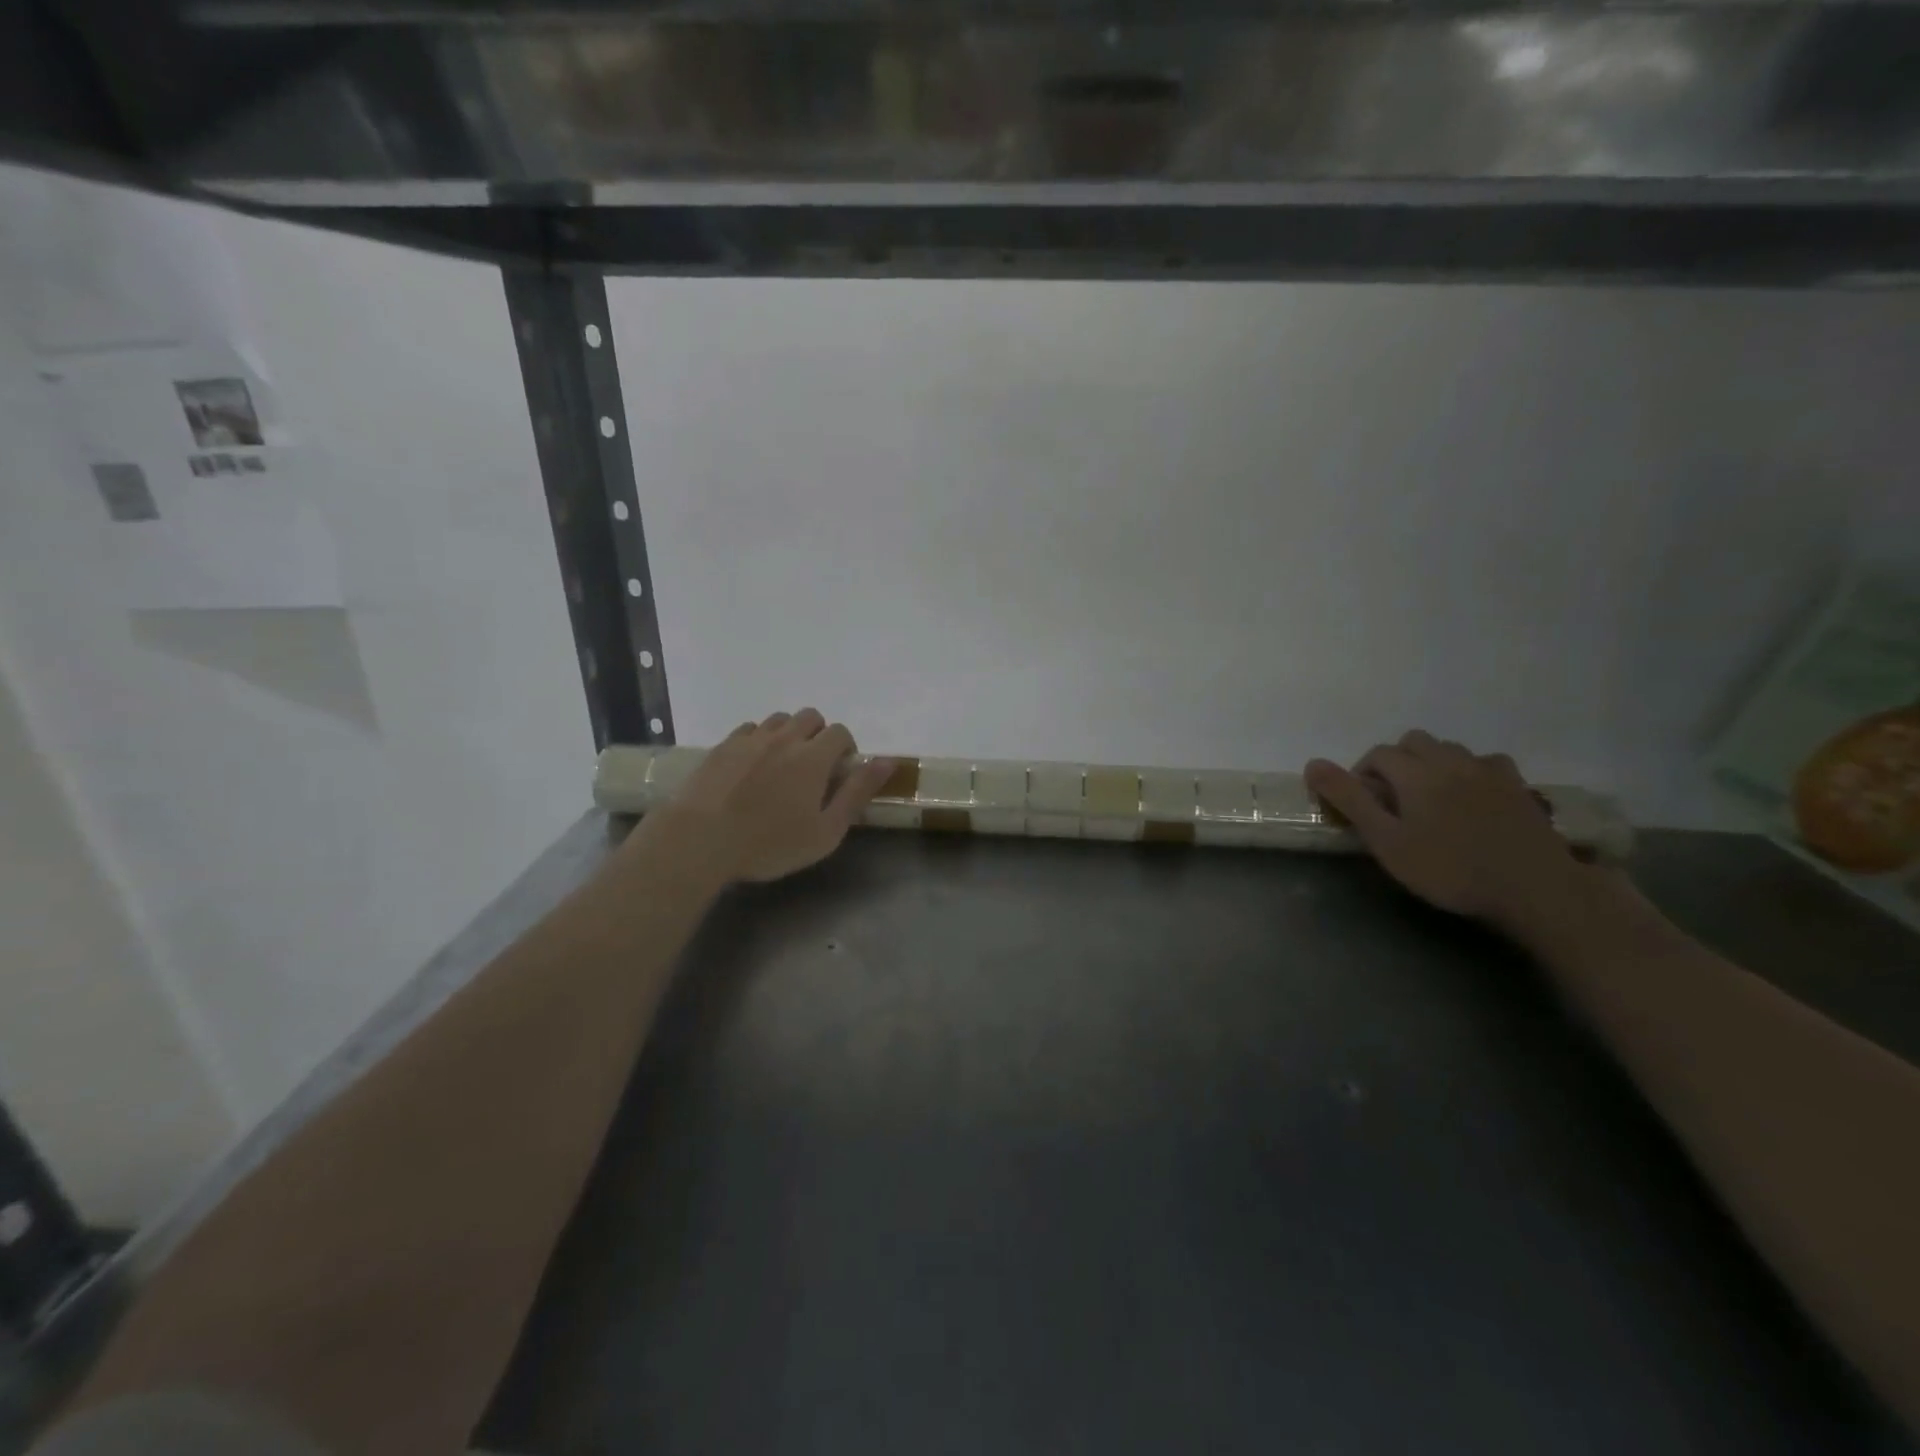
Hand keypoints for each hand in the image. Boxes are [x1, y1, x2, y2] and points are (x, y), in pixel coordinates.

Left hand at [639, 709, 893, 884]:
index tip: (840, 773)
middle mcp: (784, 738)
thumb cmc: (769, 843)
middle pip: (811, 716)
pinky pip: (749, 729)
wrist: (699, 840)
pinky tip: (752, 766)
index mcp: (813, 757)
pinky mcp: (722, 746)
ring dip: (789, 734)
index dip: (846, 749)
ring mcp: (749, 739)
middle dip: (819, 735)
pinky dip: (759, 740)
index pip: (840, 732)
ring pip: (779, 719)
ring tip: (782, 766)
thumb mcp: (826, 831)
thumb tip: (887, 762)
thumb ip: (857, 793)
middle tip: (813, 768)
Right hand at [1303, 731, 1583, 929]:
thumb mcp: (1386, 841)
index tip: (1361, 807)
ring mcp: (1488, 771)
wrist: (1533, 888)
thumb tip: (1312, 764)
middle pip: (1413, 741)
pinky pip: (1485, 763)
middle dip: (1395, 762)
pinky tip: (1471, 796)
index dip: (1361, 775)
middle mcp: (1450, 760)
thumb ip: (1349, 800)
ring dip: (1431, 764)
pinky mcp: (1518, 787)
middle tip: (1392, 800)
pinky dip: (1469, 771)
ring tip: (1428, 800)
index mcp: (1415, 772)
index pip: (1377, 755)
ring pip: (1449, 749)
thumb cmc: (1449, 869)